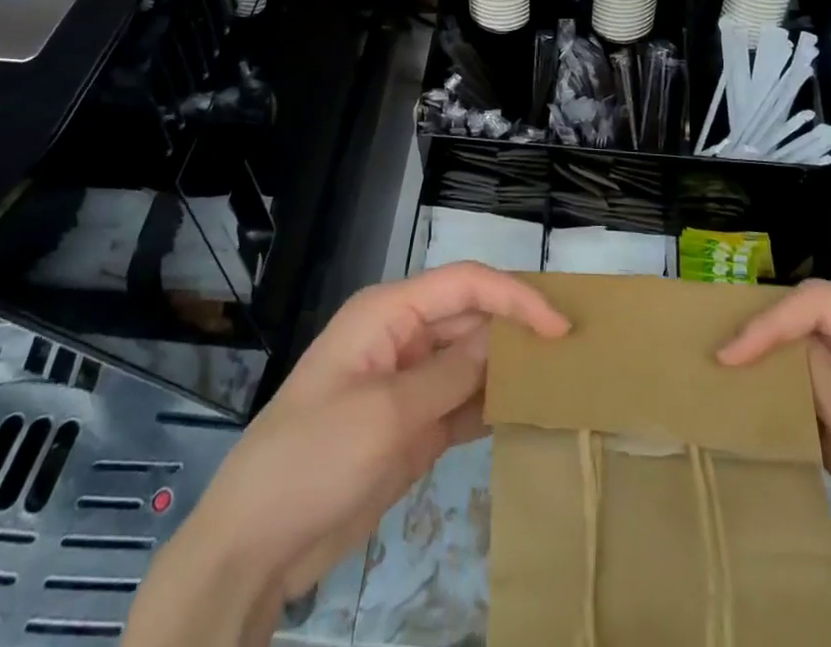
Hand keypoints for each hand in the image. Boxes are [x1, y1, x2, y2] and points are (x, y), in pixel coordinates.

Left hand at [125, 263, 568, 646]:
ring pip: (472, 361)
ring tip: (563, 380)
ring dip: (510, 369)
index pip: (464, 284)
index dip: (515, 297)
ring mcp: (409, 383)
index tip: (560, 328)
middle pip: (472, 319)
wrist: (257, 545)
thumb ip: (452, 373)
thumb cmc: (315, 458)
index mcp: (389, 312)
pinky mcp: (413, 427)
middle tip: (573, 354)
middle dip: (518, 330)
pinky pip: (464, 404)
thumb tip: (506, 338)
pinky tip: (528, 414)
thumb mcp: (387, 413)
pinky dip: (493, 407)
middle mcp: (403, 337)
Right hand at [719, 281, 830, 646]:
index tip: (726, 355)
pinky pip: (818, 393)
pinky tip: (753, 406)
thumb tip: (761, 342)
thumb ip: (812, 372)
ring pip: (810, 357)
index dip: (769, 323)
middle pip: (813, 322)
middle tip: (717, 356)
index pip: (820, 303)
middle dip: (768, 339)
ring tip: (723, 375)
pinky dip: (788, 400)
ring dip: (773, 370)